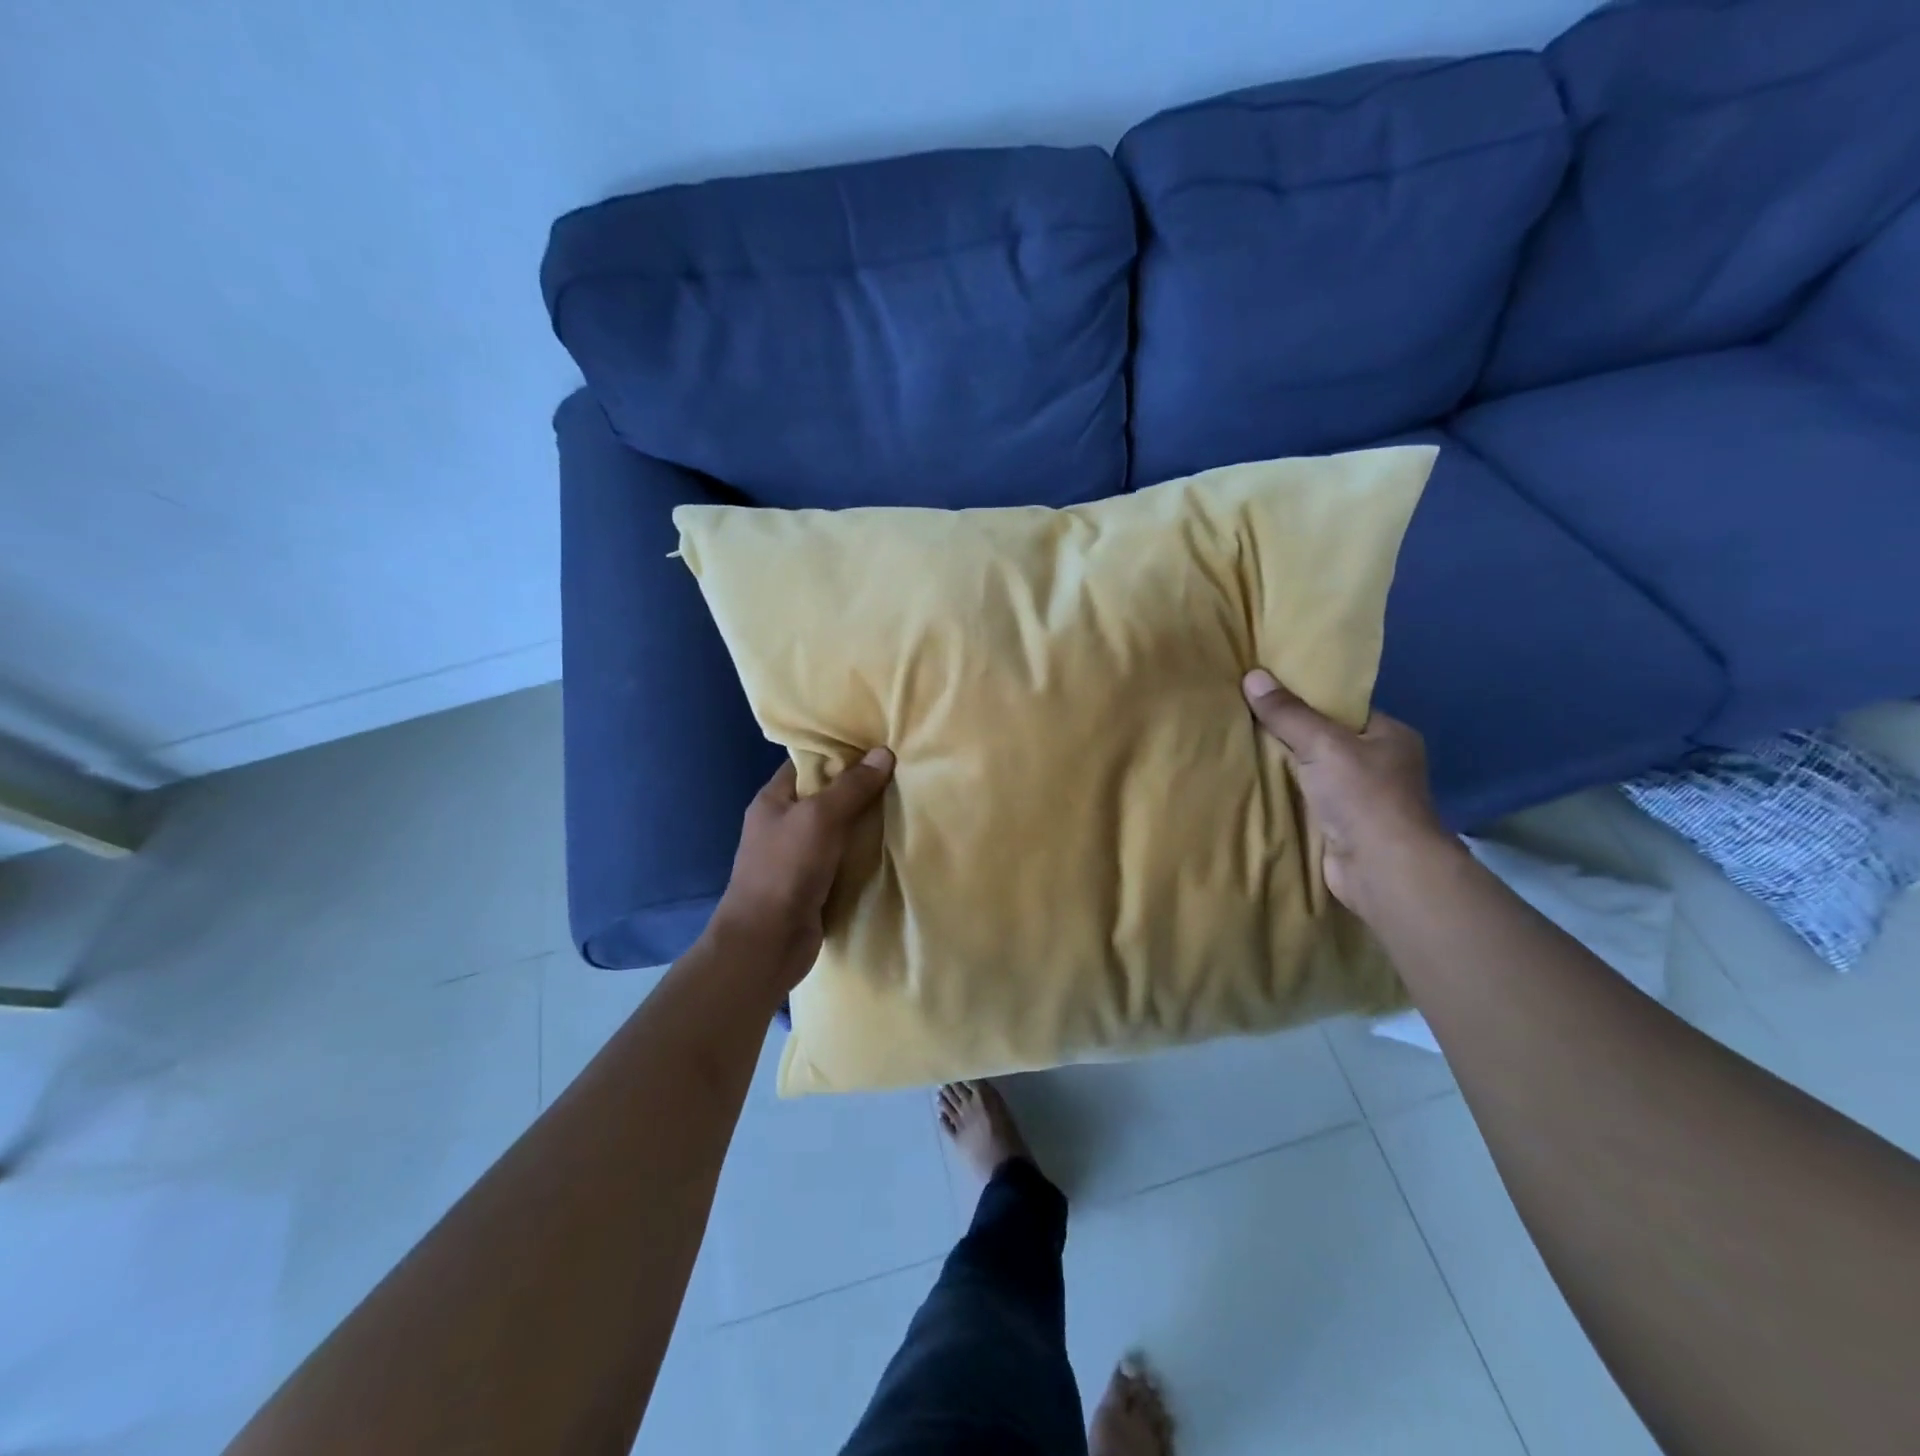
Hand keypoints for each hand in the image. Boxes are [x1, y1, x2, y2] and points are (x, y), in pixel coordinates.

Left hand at [707, 749, 895, 990]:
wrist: (767, 942)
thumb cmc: (786, 869)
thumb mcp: (820, 818)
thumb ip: (852, 787)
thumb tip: (884, 752)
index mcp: (773, 800)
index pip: (808, 763)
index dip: (840, 753)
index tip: (877, 745)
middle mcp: (784, 824)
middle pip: (827, 795)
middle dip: (860, 787)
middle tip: (902, 773)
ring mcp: (799, 856)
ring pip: (839, 829)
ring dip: (867, 822)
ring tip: (907, 803)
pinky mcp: (815, 884)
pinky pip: (845, 858)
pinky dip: (865, 852)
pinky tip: (894, 843)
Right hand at [1241, 668, 1451, 919]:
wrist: (1380, 868)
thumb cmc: (1363, 795)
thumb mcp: (1322, 743)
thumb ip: (1287, 713)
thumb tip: (1252, 675)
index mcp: (1390, 735)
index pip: (1343, 708)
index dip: (1307, 698)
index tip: (1268, 690)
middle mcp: (1380, 764)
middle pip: (1324, 739)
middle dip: (1288, 732)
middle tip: (1245, 714)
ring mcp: (1361, 798)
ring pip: (1312, 771)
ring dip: (1283, 766)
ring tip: (1239, 744)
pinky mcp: (1341, 826)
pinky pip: (1304, 799)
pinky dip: (1283, 794)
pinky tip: (1252, 782)